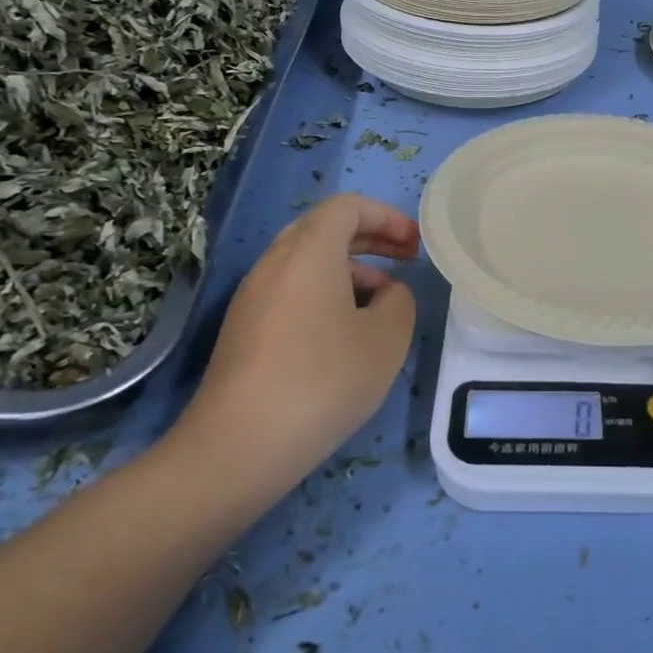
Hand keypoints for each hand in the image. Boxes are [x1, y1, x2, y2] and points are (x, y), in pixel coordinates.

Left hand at [169, 194, 419, 507]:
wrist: (238, 446)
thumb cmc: (324, 380)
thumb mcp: (387, 339)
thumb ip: (400, 301)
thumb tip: (387, 293)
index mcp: (309, 251)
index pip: (348, 207)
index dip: (386, 216)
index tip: (414, 243)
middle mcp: (275, 262)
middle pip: (324, 228)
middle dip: (370, 238)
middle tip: (405, 258)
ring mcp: (253, 296)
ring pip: (306, 261)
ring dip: (349, 268)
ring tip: (382, 301)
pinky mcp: (243, 328)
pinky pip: (291, 289)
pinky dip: (324, 292)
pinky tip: (344, 333)